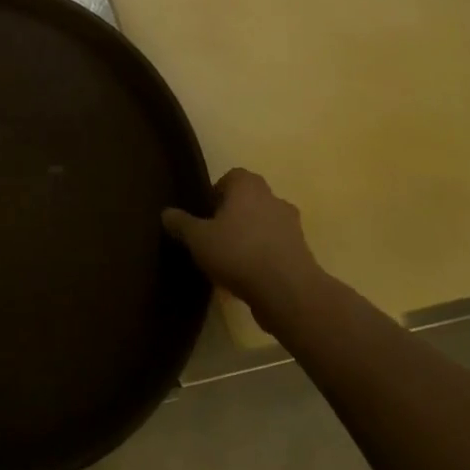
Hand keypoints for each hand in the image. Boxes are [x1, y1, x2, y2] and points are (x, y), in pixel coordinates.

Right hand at [163, 169, 329, 328]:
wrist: (288, 293)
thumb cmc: (238, 253)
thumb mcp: (198, 238)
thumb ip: (181, 223)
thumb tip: (166, 213)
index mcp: (249, 187)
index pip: (232, 177)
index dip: (217, 192)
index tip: (205, 213)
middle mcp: (274, 199)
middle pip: (250, 201)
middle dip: (233, 216)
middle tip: (214, 236)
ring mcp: (292, 227)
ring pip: (265, 225)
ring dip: (250, 238)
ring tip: (230, 261)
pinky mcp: (302, 255)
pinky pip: (276, 249)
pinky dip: (264, 258)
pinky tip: (247, 279)